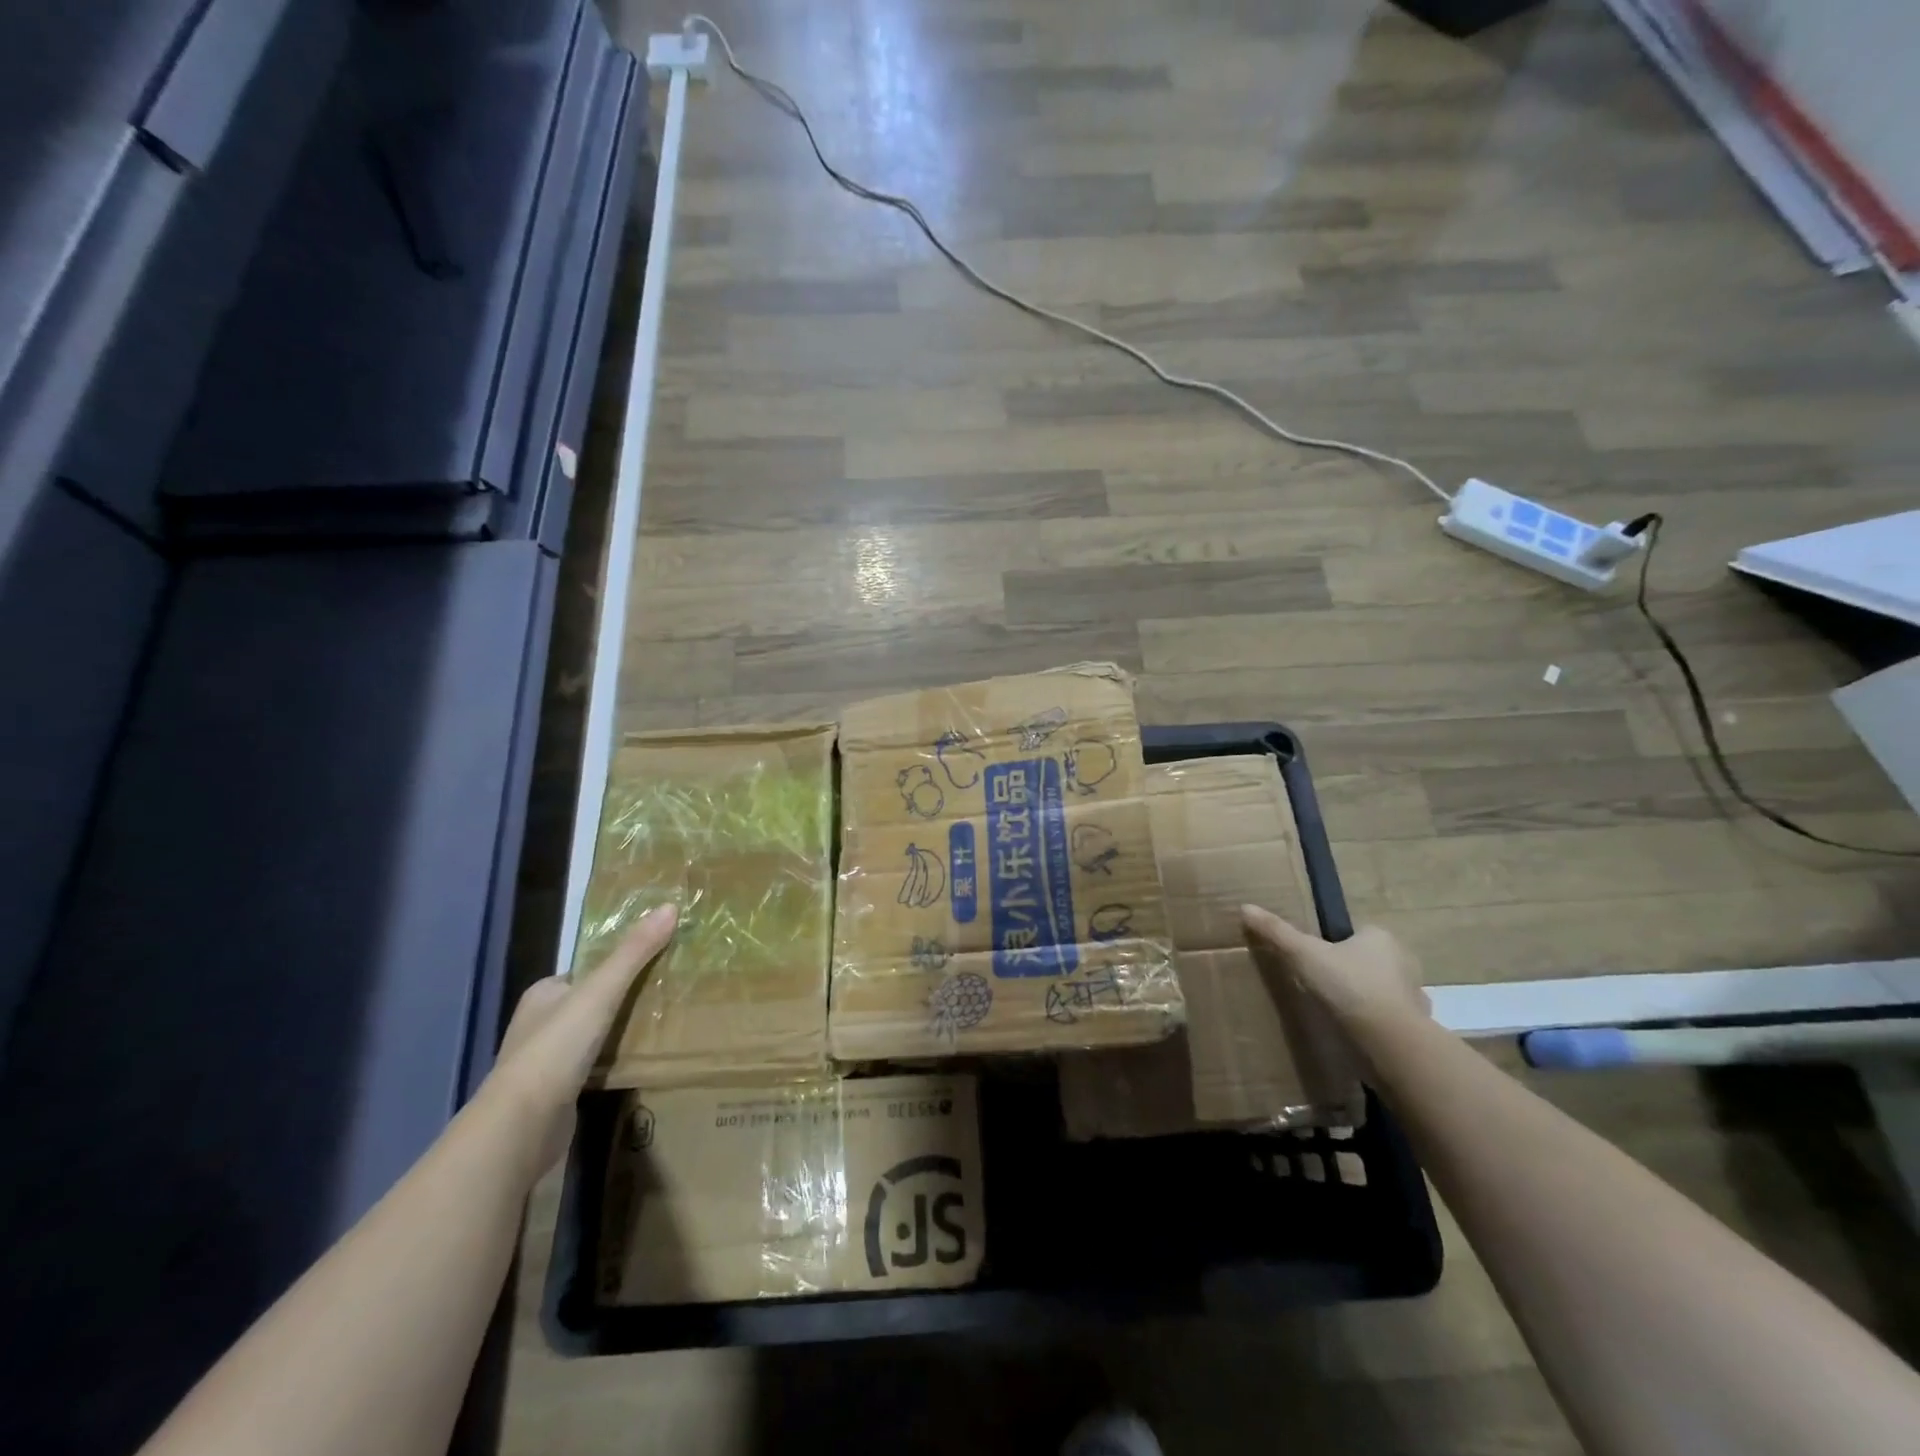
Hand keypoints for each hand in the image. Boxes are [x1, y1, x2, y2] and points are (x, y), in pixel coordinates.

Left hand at [487, 904, 678, 1170]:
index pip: (587, 970)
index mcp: (543, 994)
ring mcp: (546, 1063)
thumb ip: (634, 952)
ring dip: (622, 1032)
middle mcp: (540, 1025)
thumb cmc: (555, 1049)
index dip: (619, 964)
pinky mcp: (558, 1095)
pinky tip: (643, 1062)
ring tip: (666, 1024)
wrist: (521, 1128)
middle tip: (670, 991)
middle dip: (625, 999)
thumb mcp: (600, 992)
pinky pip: (594, 1067)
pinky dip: (616, 1062)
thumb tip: (671, 906)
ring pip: (593, 1036)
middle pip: (591, 1002)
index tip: (658, 961)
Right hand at [1240, 904, 1427, 1030]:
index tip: (1316, 958)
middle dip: (1351, 969)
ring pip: (1383, 989)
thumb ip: (1276, 932)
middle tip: (1322, 983)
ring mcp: (1414, 994)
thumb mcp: (1303, 954)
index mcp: (1381, 936)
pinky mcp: (1416, 1025)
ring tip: (1337, 1010)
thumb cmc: (1348, 986)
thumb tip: (1245, 907)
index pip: (1357, 932)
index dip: (1335, 943)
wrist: (1390, 1040)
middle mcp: (1403, 960)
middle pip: (1370, 959)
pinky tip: (1356, 1031)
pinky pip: (1391, 1017)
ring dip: (1365, 997)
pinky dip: (1375, 1022)